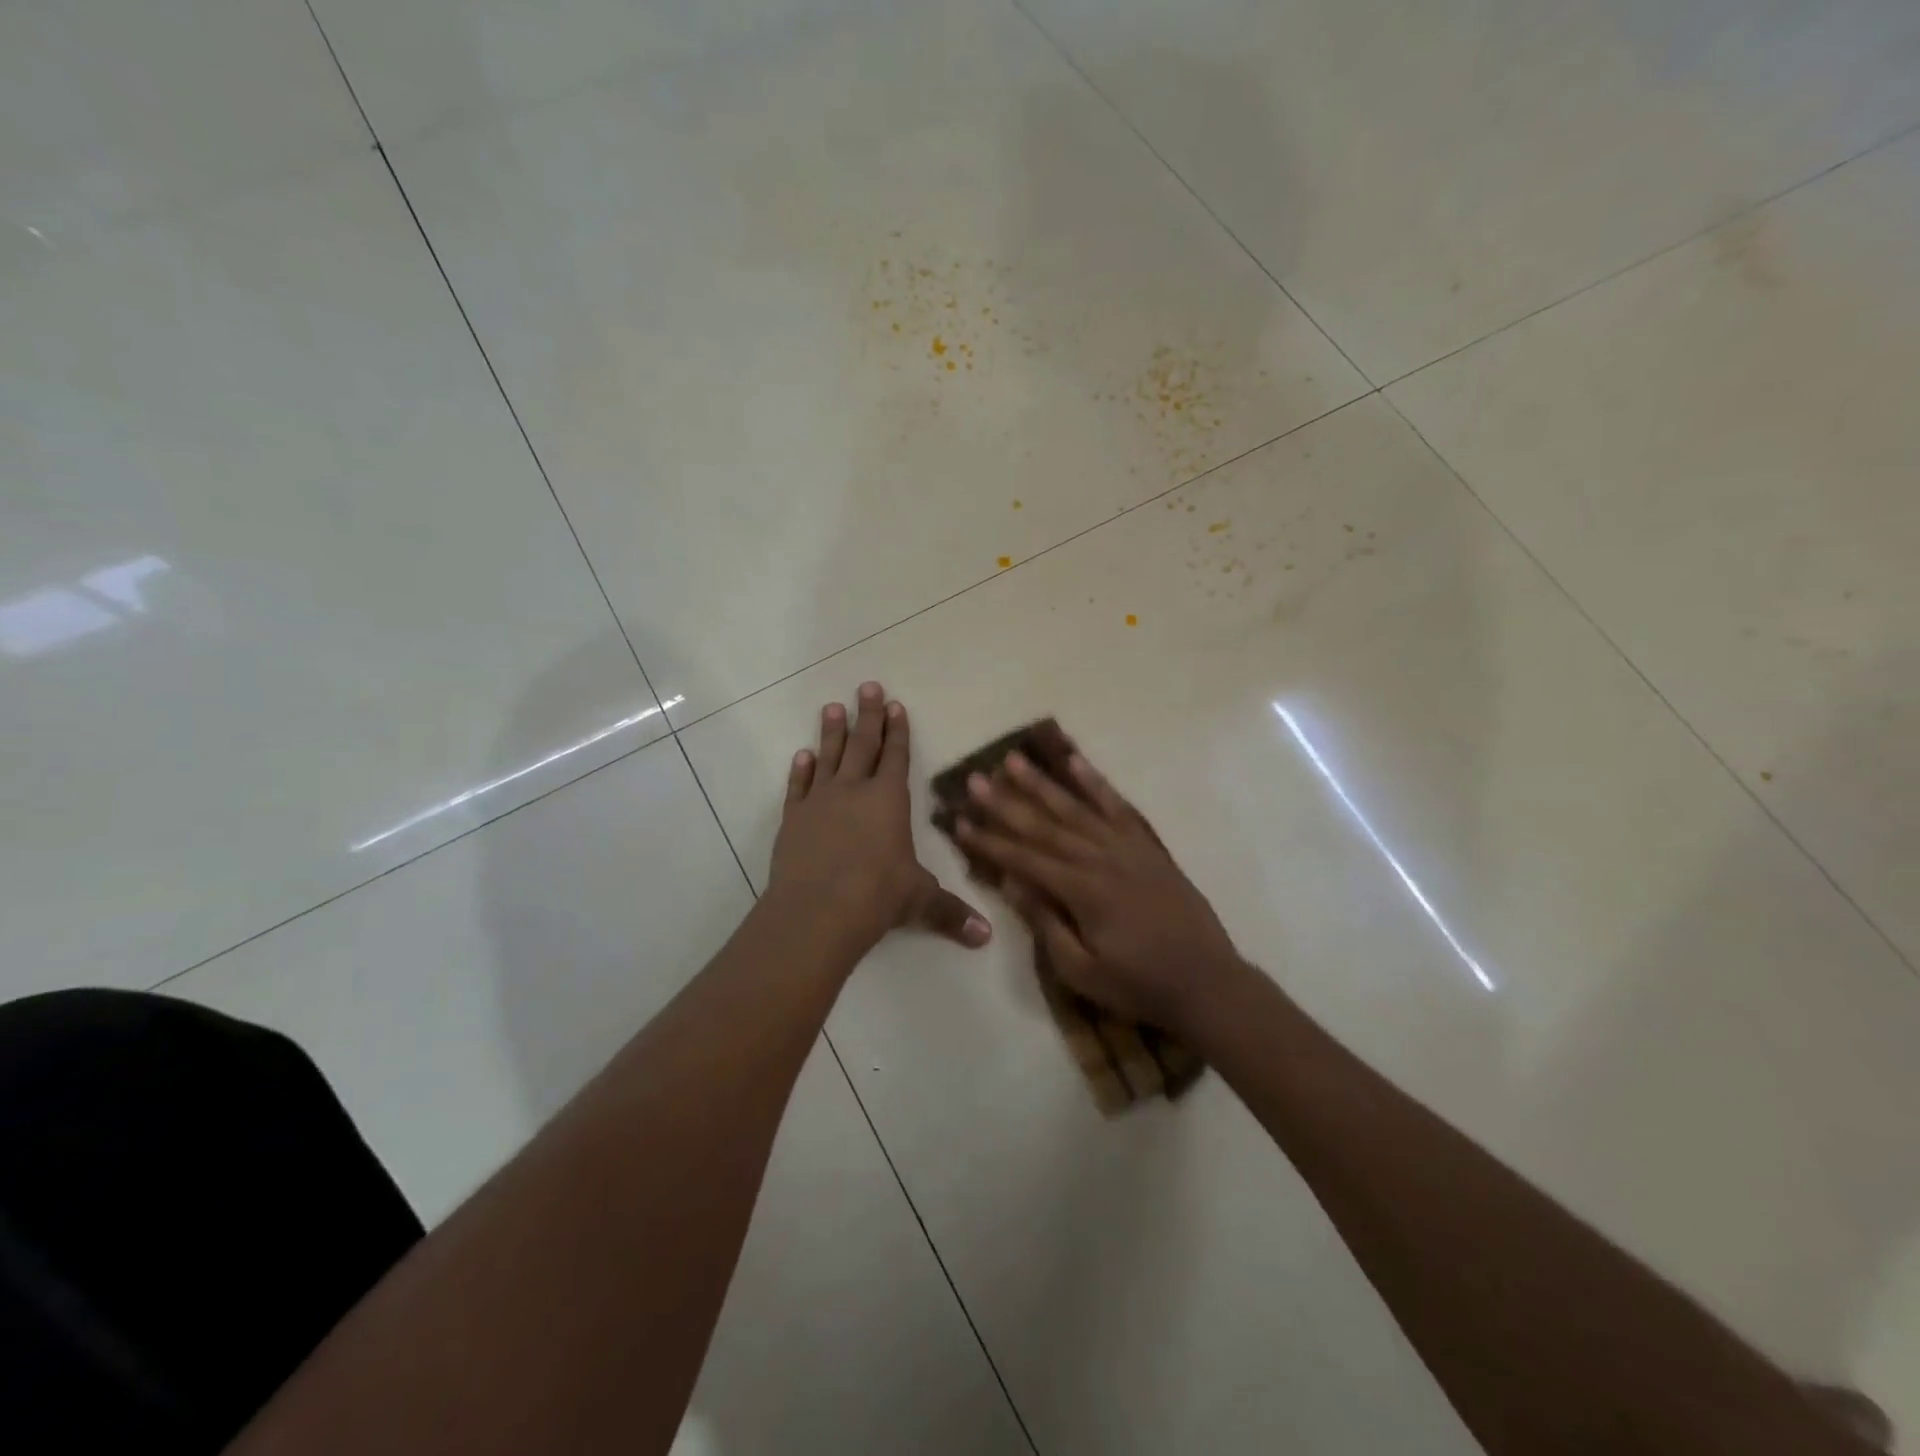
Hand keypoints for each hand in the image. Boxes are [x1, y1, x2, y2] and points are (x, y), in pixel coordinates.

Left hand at [768, 682, 990, 957]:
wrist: (818, 911)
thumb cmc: (878, 897)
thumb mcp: (920, 901)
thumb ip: (951, 913)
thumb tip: (986, 938)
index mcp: (889, 800)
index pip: (896, 756)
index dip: (897, 730)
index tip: (894, 704)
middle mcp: (854, 791)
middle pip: (862, 745)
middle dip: (867, 716)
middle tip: (865, 687)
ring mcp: (820, 802)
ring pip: (828, 757)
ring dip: (831, 732)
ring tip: (831, 707)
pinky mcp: (793, 819)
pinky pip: (798, 787)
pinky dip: (801, 770)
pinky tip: (802, 756)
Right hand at [955, 748, 1241, 1034]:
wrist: (1207, 982)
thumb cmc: (1138, 985)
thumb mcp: (1081, 970)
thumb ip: (1045, 922)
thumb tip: (1010, 881)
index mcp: (1081, 891)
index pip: (1023, 859)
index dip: (988, 840)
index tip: (958, 821)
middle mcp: (1100, 858)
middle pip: (1044, 825)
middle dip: (1005, 802)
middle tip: (975, 779)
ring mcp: (1127, 847)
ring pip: (1076, 808)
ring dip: (1043, 783)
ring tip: (1014, 760)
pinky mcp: (1148, 846)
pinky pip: (1118, 806)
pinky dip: (1096, 782)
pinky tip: (1076, 762)